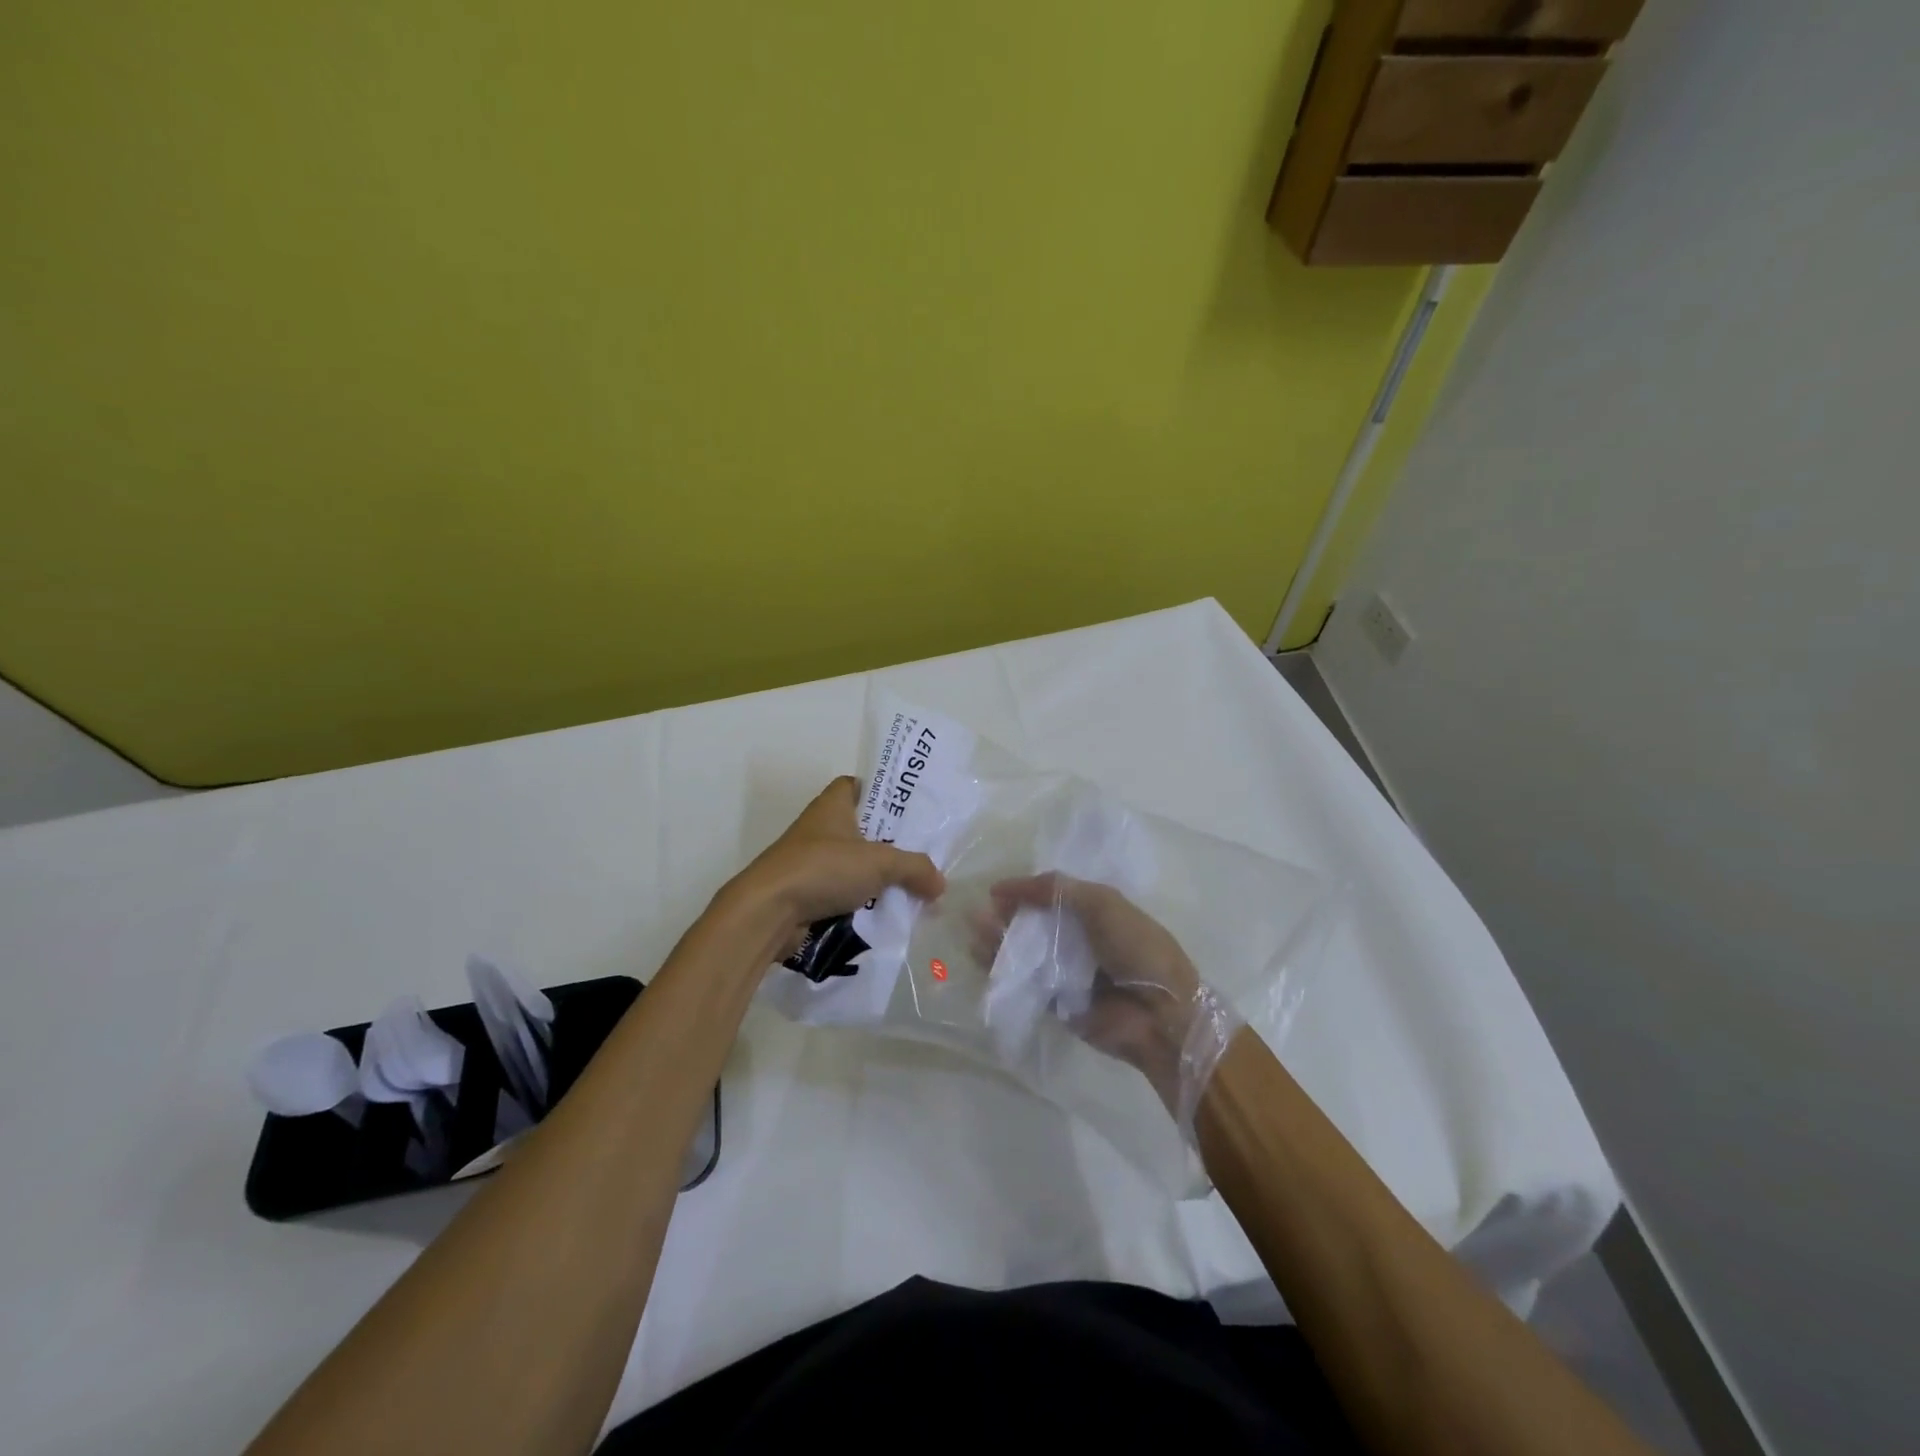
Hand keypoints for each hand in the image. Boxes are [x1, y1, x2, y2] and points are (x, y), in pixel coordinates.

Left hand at [726, 776, 944, 937]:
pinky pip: (843, 893)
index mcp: (833, 805)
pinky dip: (862, 902)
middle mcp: (820, 828)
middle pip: (863, 829)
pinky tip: (887, 914)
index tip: (908, 808)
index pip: (858, 786)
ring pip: (854, 864)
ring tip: (913, 888)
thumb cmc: (823, 869)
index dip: (882, 792)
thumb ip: (915, 868)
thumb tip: (940, 884)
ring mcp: (810, 862)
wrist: (768, 912)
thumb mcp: (880, 862)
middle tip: (922, 853)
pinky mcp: (807, 893)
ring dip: (878, 877)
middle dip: (890, 843)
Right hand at [984, 873, 1205, 1104]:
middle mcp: (1078, 939)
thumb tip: (1007, 887)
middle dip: (1005, 917)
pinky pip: (1023, 982)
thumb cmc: (1137, 948)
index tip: (995, 891)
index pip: (1051, 895)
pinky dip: (1002, 970)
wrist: (1161, 1014)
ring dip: (998, 940)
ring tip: (974, 931)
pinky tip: (980, 958)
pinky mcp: (1055, 1002)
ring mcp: (1066, 972)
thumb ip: (1057, 889)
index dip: (1023, 891)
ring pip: (1024, 952)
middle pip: (1033, 923)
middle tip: (979, 914)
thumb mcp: (1103, 904)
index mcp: (1094, 912)